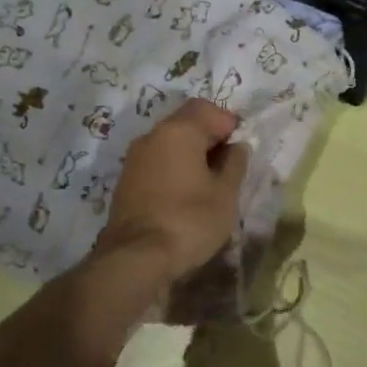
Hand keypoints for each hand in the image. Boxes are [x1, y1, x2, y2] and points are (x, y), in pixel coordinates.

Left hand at [96, 98, 250, 284]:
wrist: (136, 258)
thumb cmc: (190, 220)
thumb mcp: (226, 194)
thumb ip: (235, 164)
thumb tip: (237, 147)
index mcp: (178, 131)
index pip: (207, 109)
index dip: (228, 123)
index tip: (241, 149)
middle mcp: (152, 136)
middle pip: (185, 122)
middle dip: (210, 138)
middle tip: (228, 166)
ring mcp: (134, 158)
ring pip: (169, 143)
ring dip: (190, 154)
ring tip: (209, 183)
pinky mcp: (126, 181)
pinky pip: (156, 162)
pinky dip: (173, 169)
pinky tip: (186, 194)